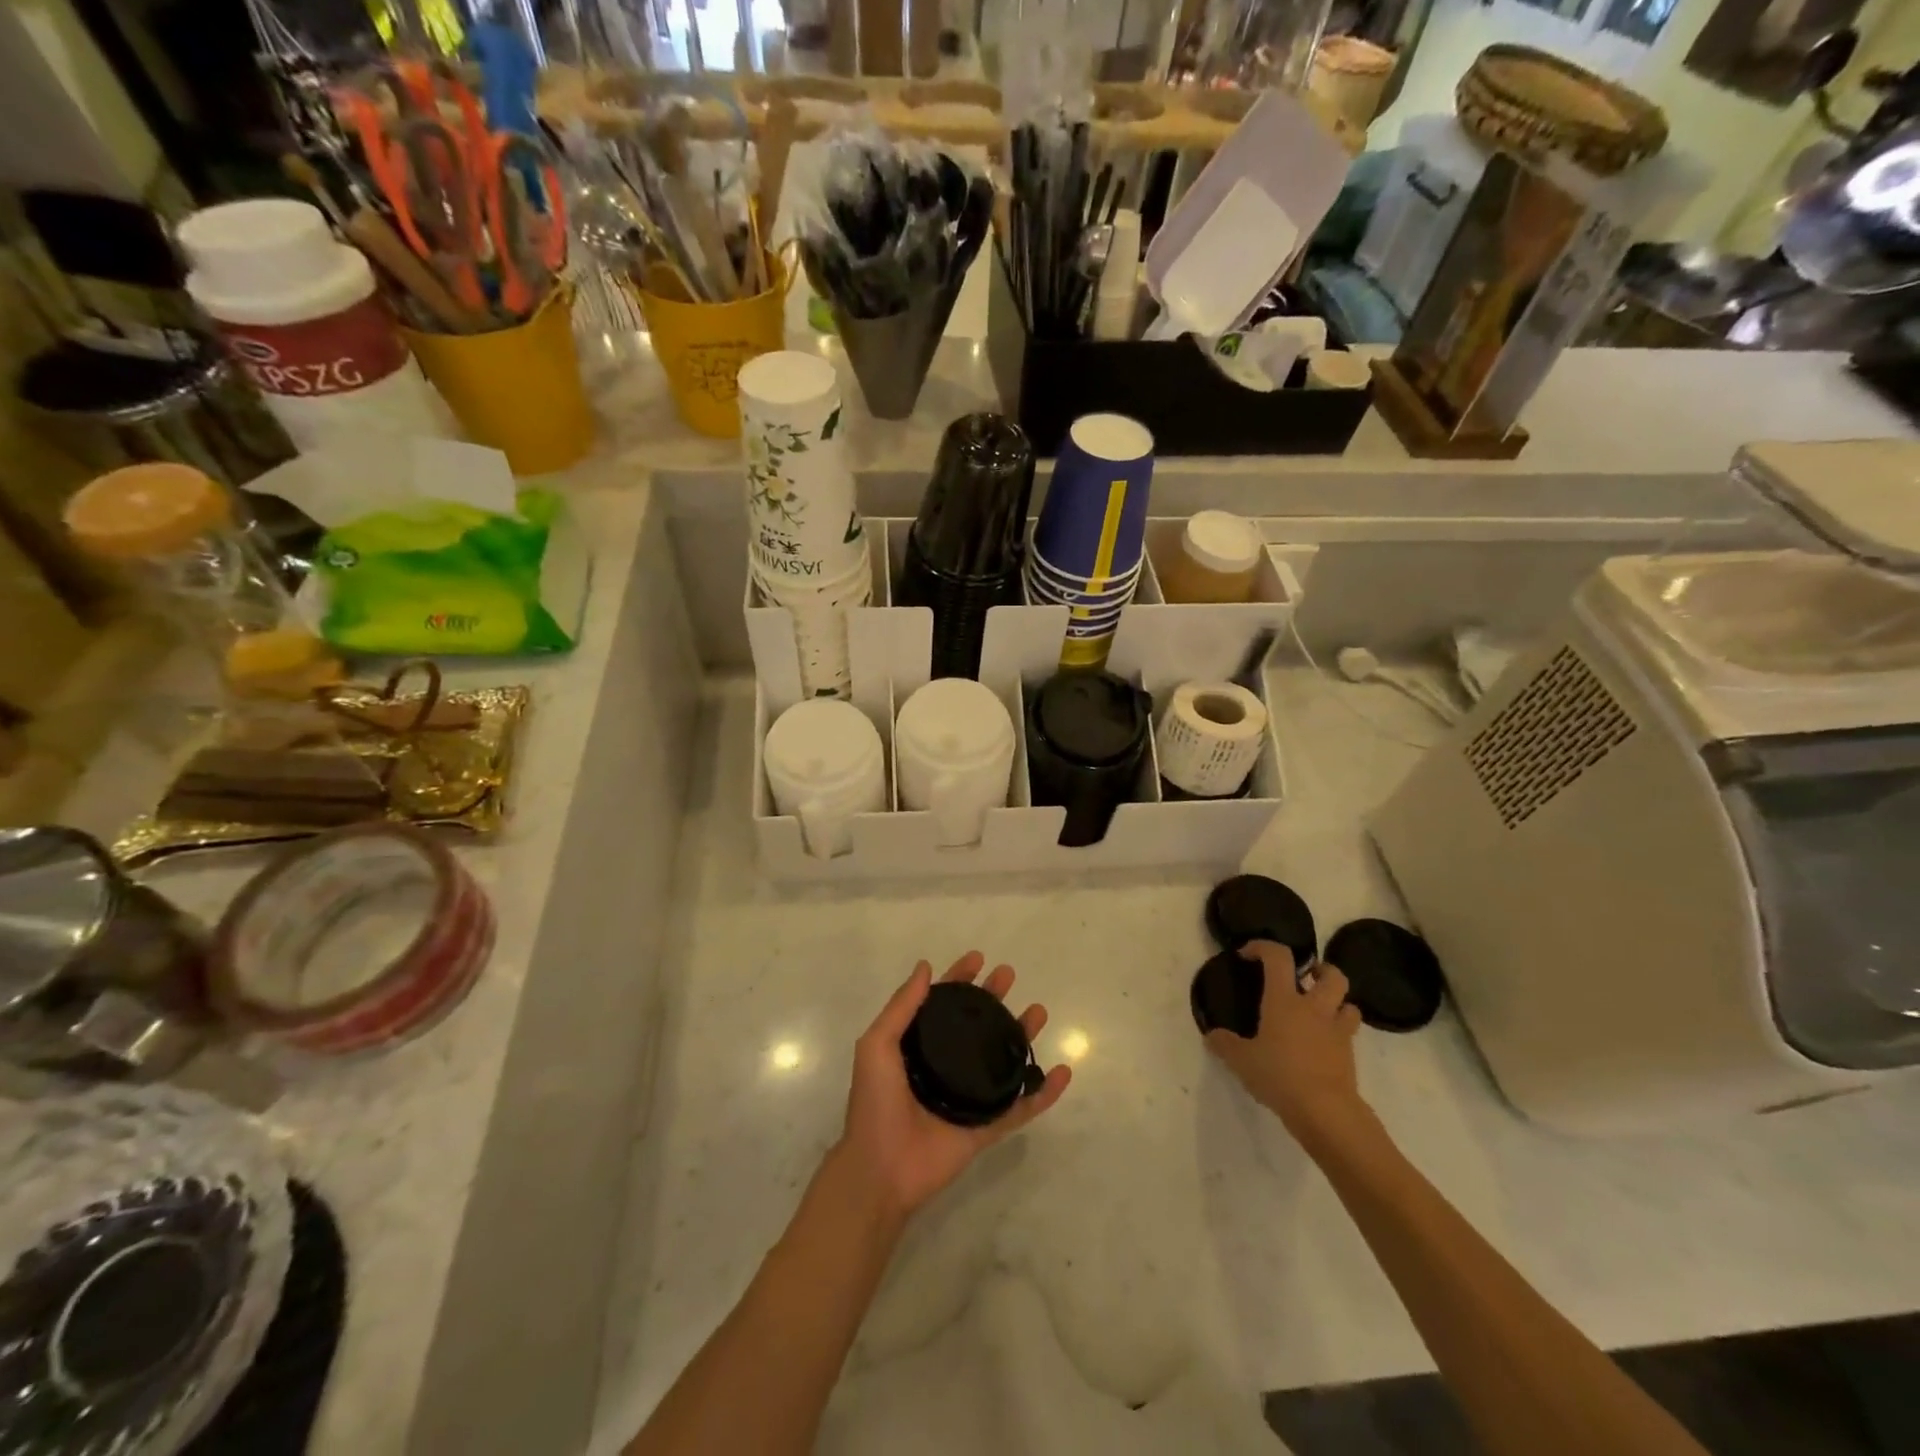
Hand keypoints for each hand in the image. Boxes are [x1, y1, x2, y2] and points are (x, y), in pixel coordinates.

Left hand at [836, 952, 1070, 1222]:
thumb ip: (900, 1008)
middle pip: (976, 1025)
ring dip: (1022, 1035)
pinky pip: (1021, 1108)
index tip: (978, 959)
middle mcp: (944, 1067)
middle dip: (993, 998)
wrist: (881, 1170)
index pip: (943, 1005)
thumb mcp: (876, 1047)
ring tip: (1039, 1012)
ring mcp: (968, 1097)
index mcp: (918, 1047)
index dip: (959, 980)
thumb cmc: (875, 1104)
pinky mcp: (986, 1128)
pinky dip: (1044, 1093)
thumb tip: (925, 966)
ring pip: (1002, 1060)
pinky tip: (1062, 1073)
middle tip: (1009, 976)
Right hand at [1205, 940, 1367, 1149]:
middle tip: (1304, 978)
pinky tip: (1322, 1044)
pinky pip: (1348, 1033)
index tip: (1247, 955)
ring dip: (1336, 1001)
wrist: (1325, 1111)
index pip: (1278, 957)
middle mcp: (1314, 1008)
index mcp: (1284, 1001)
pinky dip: (1338, 1032)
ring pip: (1348, 1003)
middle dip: (1320, 969)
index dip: (1263, 947)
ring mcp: (1336, 1031)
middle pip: (1332, 975)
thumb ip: (1225, 1044)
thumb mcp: (1241, 1061)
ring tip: (1319, 1011)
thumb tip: (1212, 1036)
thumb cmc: (1280, 1076)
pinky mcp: (1349, 1055)